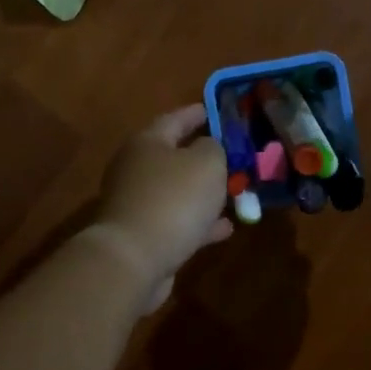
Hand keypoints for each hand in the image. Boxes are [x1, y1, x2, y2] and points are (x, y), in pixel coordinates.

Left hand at [93, 104, 233, 308]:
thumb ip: (214, 148)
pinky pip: (178, 221)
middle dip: (203, 156)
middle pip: (174, 156)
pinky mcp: (144, 235)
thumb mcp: (207, 163)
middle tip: (232, 155)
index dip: (198, 113)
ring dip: (205, 192)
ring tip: (236, 192)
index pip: (175, 118)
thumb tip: (209, 147)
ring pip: (178, 191)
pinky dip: (200, 222)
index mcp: (147, 142)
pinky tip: (226, 228)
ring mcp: (138, 204)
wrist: (134, 260)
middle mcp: (136, 169)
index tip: (216, 110)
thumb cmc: (173, 199)